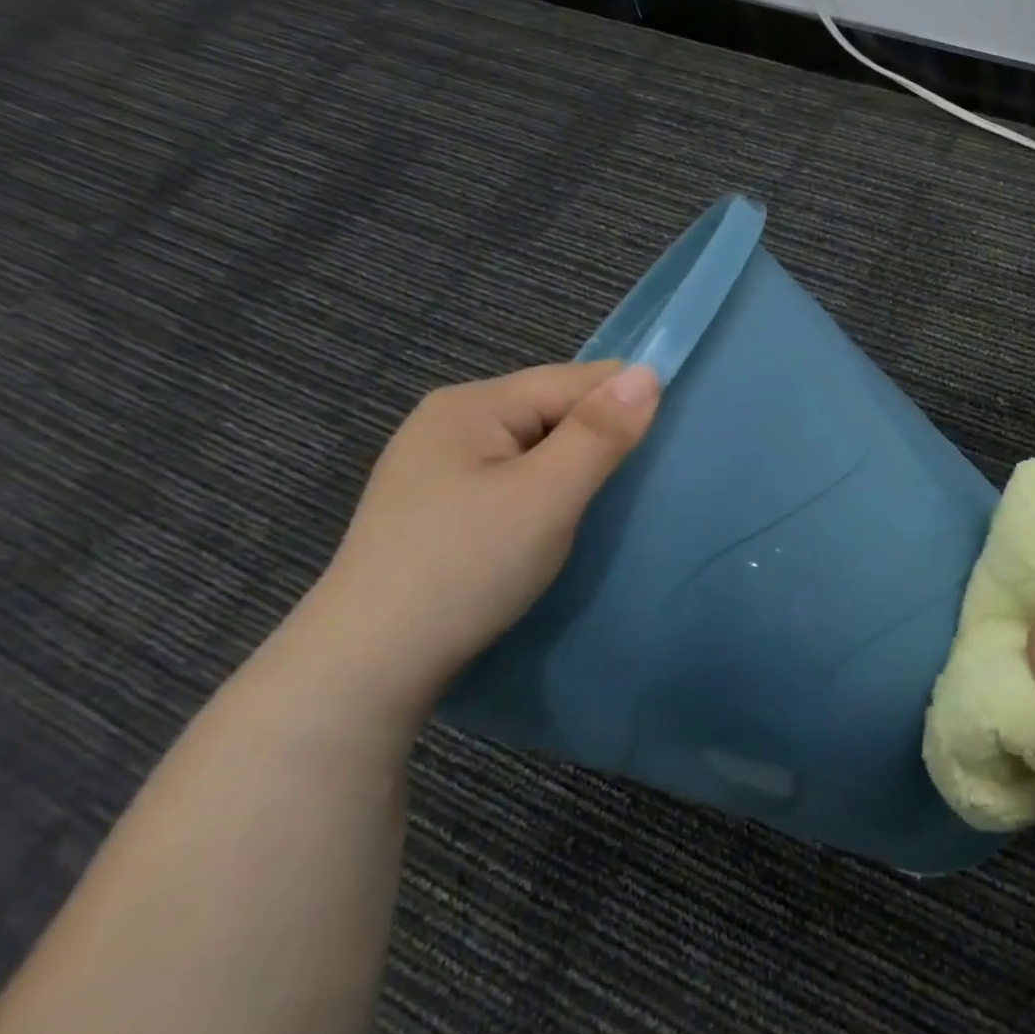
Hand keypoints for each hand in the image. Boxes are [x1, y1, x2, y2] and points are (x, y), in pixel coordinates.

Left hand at [298, 361, 659, 722]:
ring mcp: (436, 460)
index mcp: (474, 403)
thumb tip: (649, 372)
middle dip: (595, 438)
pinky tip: (546, 519)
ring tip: (593, 505)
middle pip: (552, 407)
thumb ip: (600, 432)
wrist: (370, 662)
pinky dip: (542, 487)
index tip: (663, 447)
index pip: (575, 380)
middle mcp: (449, 418)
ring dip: (571, 465)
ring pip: (533, 443)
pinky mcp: (435, 499)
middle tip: (629, 487)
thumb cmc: (469, 567)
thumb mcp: (548, 496)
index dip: (623, 405)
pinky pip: (510, 472)